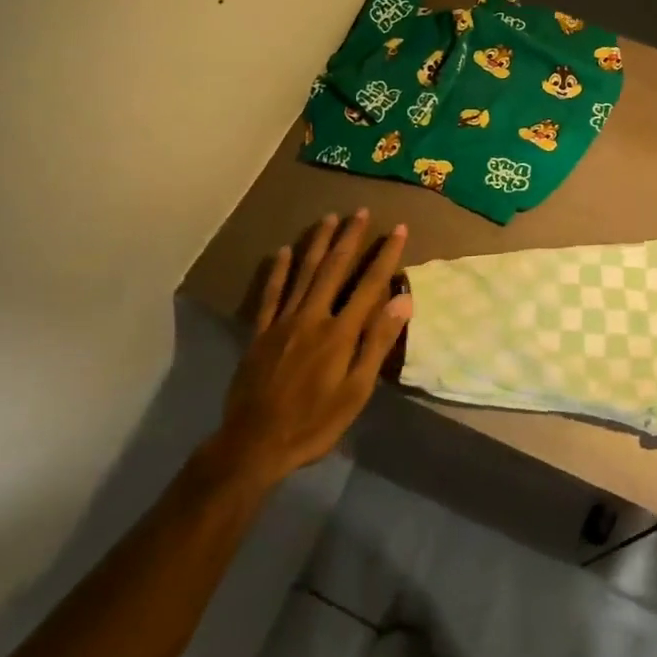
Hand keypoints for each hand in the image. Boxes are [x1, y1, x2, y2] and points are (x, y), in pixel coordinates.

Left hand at [211, 210, 412, 487]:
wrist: (254, 444)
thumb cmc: (314, 423)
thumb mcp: (356, 391)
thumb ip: (377, 342)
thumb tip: (403, 300)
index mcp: (340, 332)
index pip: (369, 284)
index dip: (385, 255)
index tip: (398, 229)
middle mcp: (312, 317)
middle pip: (334, 269)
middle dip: (350, 238)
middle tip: (360, 211)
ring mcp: (283, 322)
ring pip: (303, 273)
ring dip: (317, 243)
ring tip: (328, 218)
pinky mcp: (260, 333)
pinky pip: (270, 294)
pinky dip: (278, 271)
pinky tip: (282, 251)